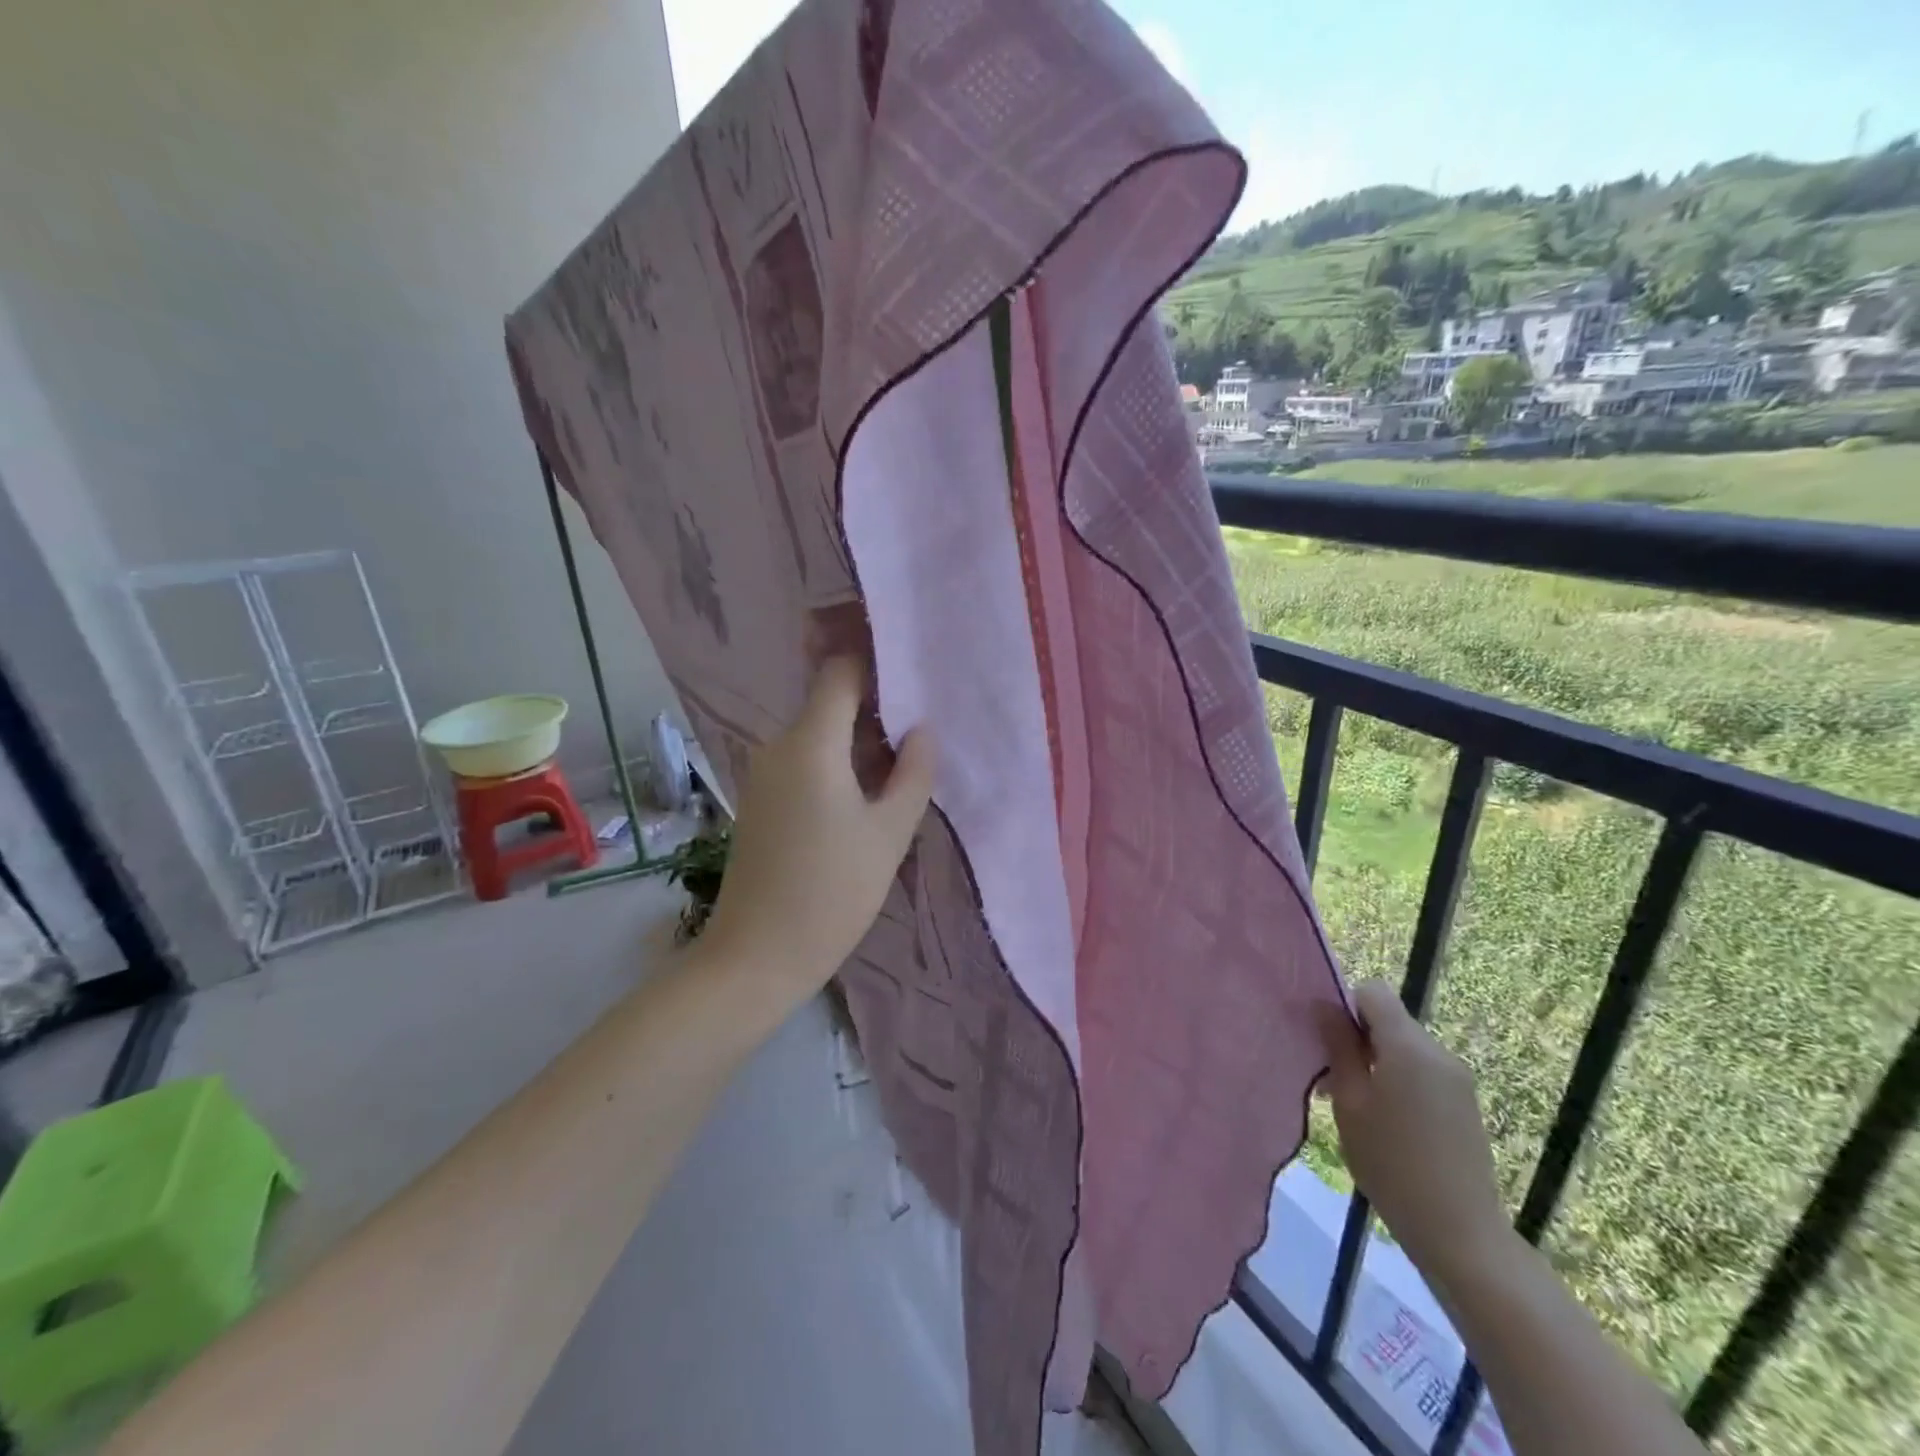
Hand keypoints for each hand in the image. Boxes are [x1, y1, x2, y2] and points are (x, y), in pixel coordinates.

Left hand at [703, 658, 934, 1005]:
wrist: (756, 957)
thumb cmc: (831, 892)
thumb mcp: (889, 834)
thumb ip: (913, 773)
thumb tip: (921, 730)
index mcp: (810, 743)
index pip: (841, 672)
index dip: (878, 667)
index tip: (916, 684)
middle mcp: (779, 746)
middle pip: (830, 703)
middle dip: (877, 712)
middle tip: (923, 735)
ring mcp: (764, 774)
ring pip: (819, 735)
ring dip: (859, 743)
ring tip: (903, 769)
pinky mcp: (761, 800)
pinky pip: (804, 762)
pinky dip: (837, 766)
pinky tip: (866, 797)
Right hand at [1320, 981, 1514, 1297]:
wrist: (1460, 1232)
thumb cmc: (1391, 1162)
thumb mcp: (1350, 1101)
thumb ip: (1338, 1047)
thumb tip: (1323, 1004)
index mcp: (1409, 1046)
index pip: (1373, 992)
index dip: (1346, 1007)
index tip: (1330, 1044)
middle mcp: (1438, 1052)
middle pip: (1389, 1020)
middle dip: (1358, 1039)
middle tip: (1332, 1081)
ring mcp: (1457, 1079)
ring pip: (1404, 1047)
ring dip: (1377, 1063)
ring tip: (1357, 1107)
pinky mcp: (1465, 1103)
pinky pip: (1422, 1071)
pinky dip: (1398, 1081)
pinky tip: (1386, 1122)